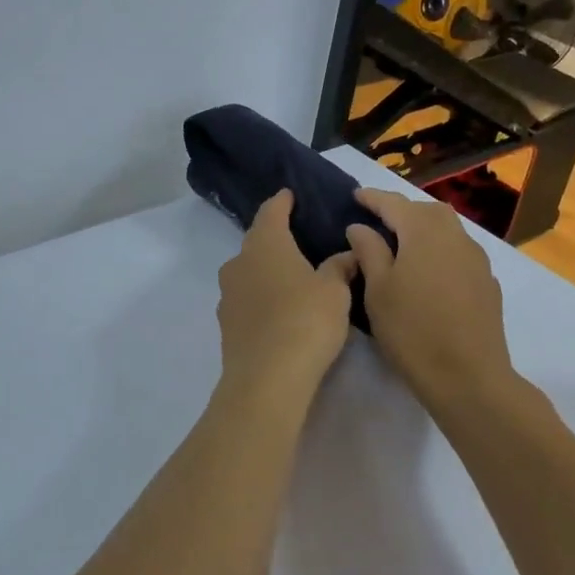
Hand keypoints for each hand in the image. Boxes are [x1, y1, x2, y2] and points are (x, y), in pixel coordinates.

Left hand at [215, 190, 357, 401]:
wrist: (266, 378)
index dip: (282, 202)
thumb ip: (340, 267)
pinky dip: (261, 297)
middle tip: (297, 237)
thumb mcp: (335, 291)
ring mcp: (228, 295)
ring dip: (266, 270)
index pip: (271, 211)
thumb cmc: (305, 321)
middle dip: (274, 237)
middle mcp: (239, 262)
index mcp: (265, 244)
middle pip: (257, 241)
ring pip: (248, 271)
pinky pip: (246, 299)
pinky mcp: (226, 324)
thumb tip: (348, 253)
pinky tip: (278, 309)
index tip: (290, 195)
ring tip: (291, 276)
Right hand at [346, 188, 512, 407]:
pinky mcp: (487, 283)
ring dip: (423, 229)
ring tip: (402, 243)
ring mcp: (477, 260)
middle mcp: (455, 237)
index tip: (355, 195)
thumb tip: (360, 227)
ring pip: (447, 230)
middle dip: (402, 210)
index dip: (373, 198)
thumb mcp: (377, 290)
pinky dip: (439, 250)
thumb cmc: (412, 330)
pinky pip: (459, 252)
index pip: (394, 203)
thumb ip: (368, 251)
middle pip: (426, 211)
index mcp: (424, 233)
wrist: (468, 376)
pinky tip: (428, 271)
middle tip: (378, 219)